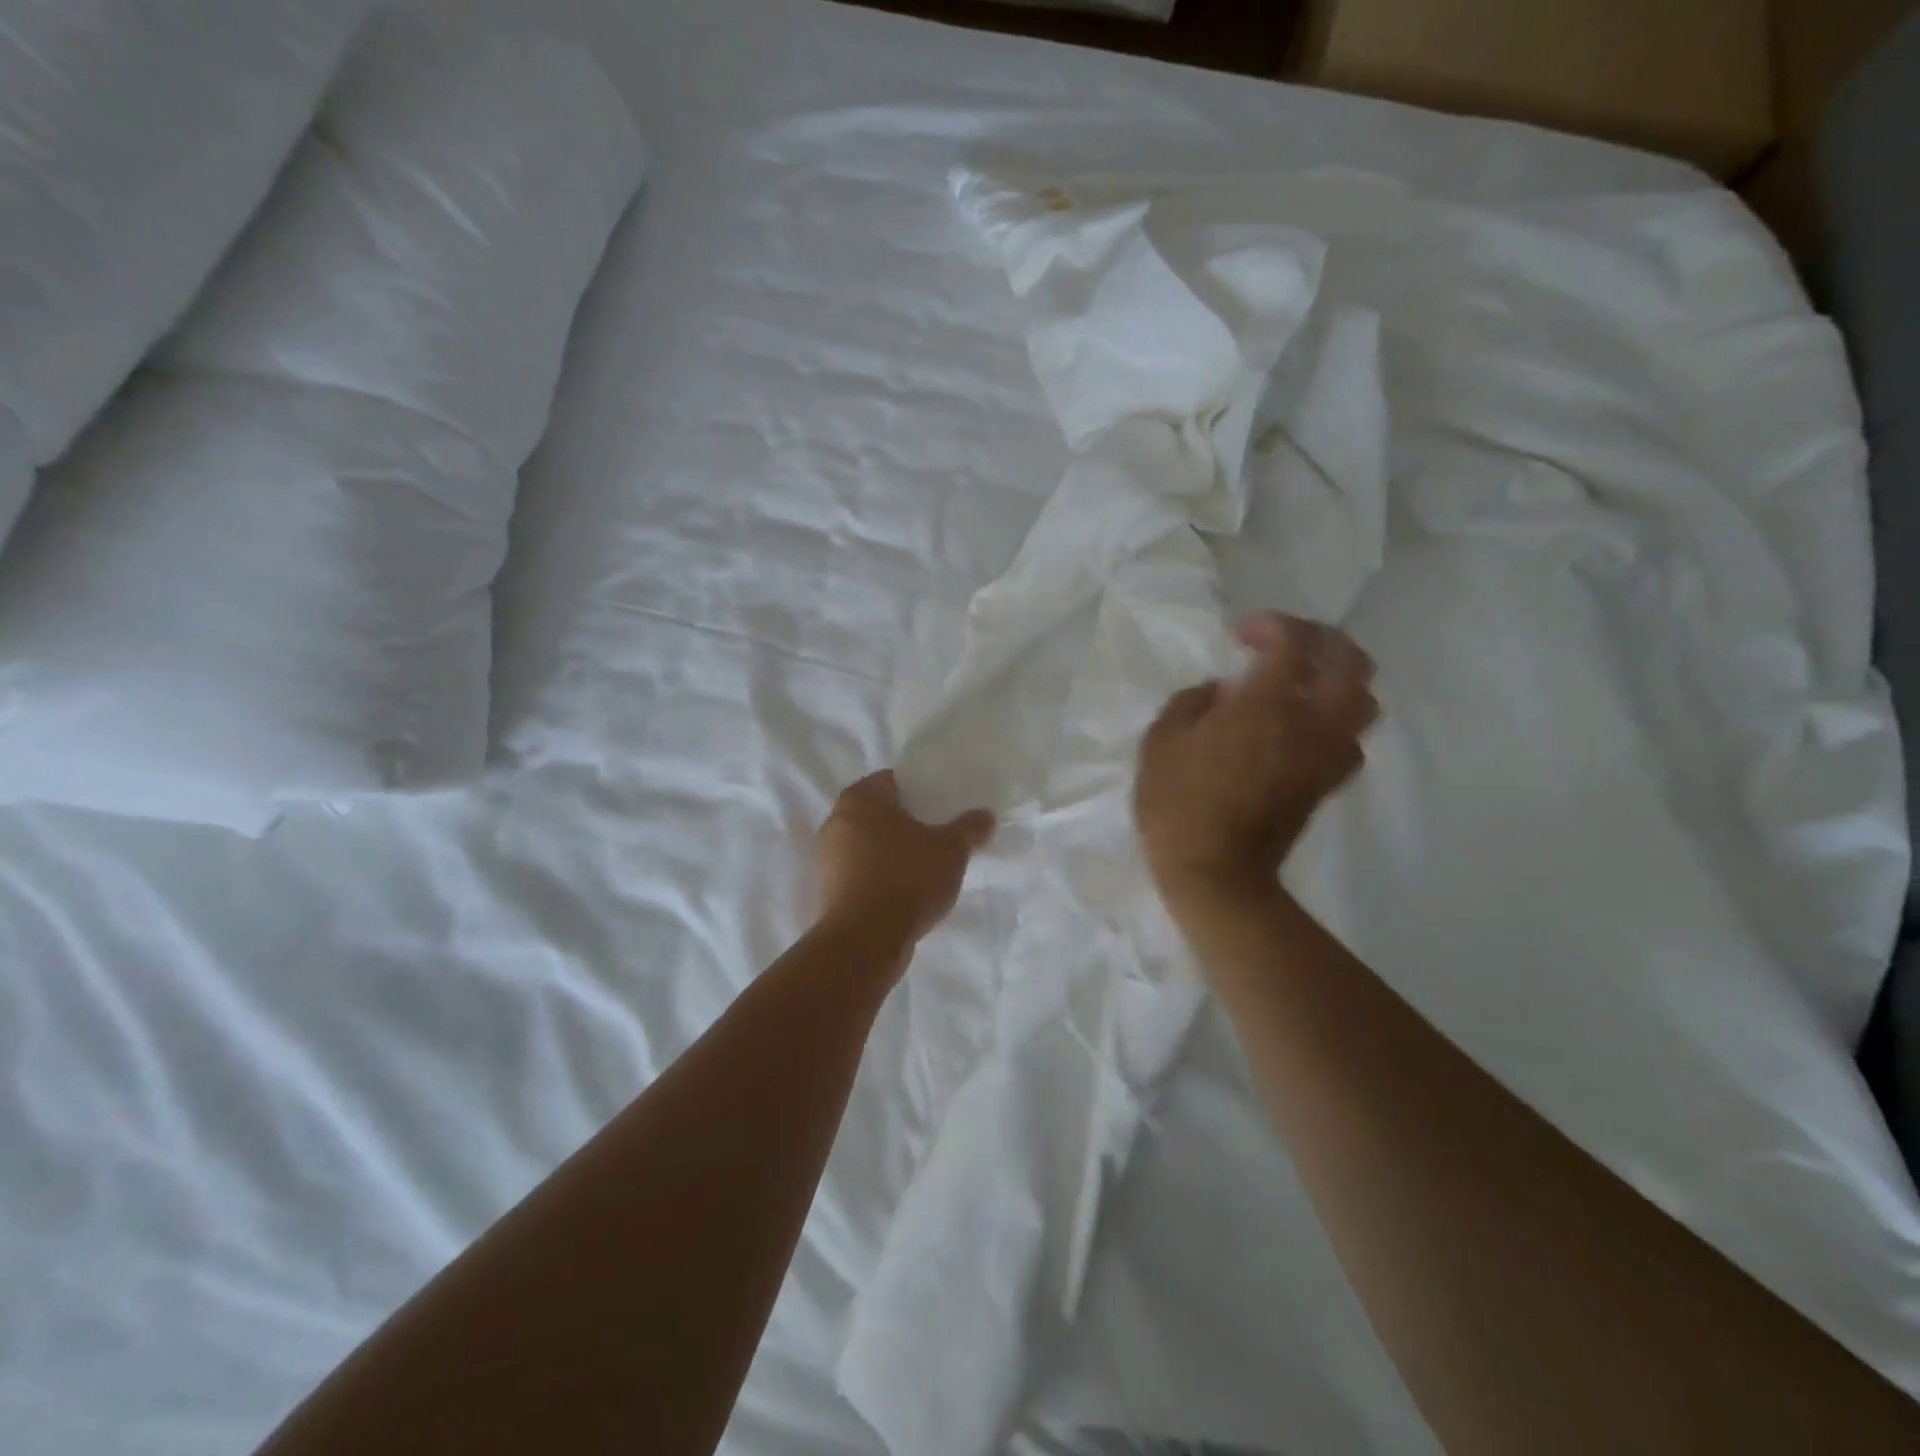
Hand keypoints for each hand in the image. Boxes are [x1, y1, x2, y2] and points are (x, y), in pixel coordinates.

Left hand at [815, 772, 996, 953]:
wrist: (866, 940)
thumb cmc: (908, 878)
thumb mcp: (951, 850)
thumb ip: (969, 828)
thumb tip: (986, 816)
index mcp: (860, 798)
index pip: (890, 781)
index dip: (916, 792)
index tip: (938, 809)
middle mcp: (835, 821)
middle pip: (876, 813)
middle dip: (902, 823)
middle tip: (934, 836)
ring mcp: (826, 858)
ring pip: (865, 845)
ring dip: (889, 852)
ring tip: (921, 868)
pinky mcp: (826, 890)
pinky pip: (858, 873)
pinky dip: (877, 877)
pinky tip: (902, 893)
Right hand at [1135, 613, 1378, 906]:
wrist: (1215, 872)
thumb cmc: (1178, 804)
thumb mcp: (1161, 742)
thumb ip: (1191, 701)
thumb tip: (1221, 691)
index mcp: (1266, 704)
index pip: (1294, 641)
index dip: (1271, 625)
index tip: (1240, 635)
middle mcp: (1310, 722)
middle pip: (1349, 660)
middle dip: (1320, 640)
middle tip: (1285, 644)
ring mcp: (1325, 754)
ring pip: (1364, 699)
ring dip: (1338, 678)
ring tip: (1302, 680)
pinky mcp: (1327, 782)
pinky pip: (1351, 737)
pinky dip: (1336, 719)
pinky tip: (1305, 725)